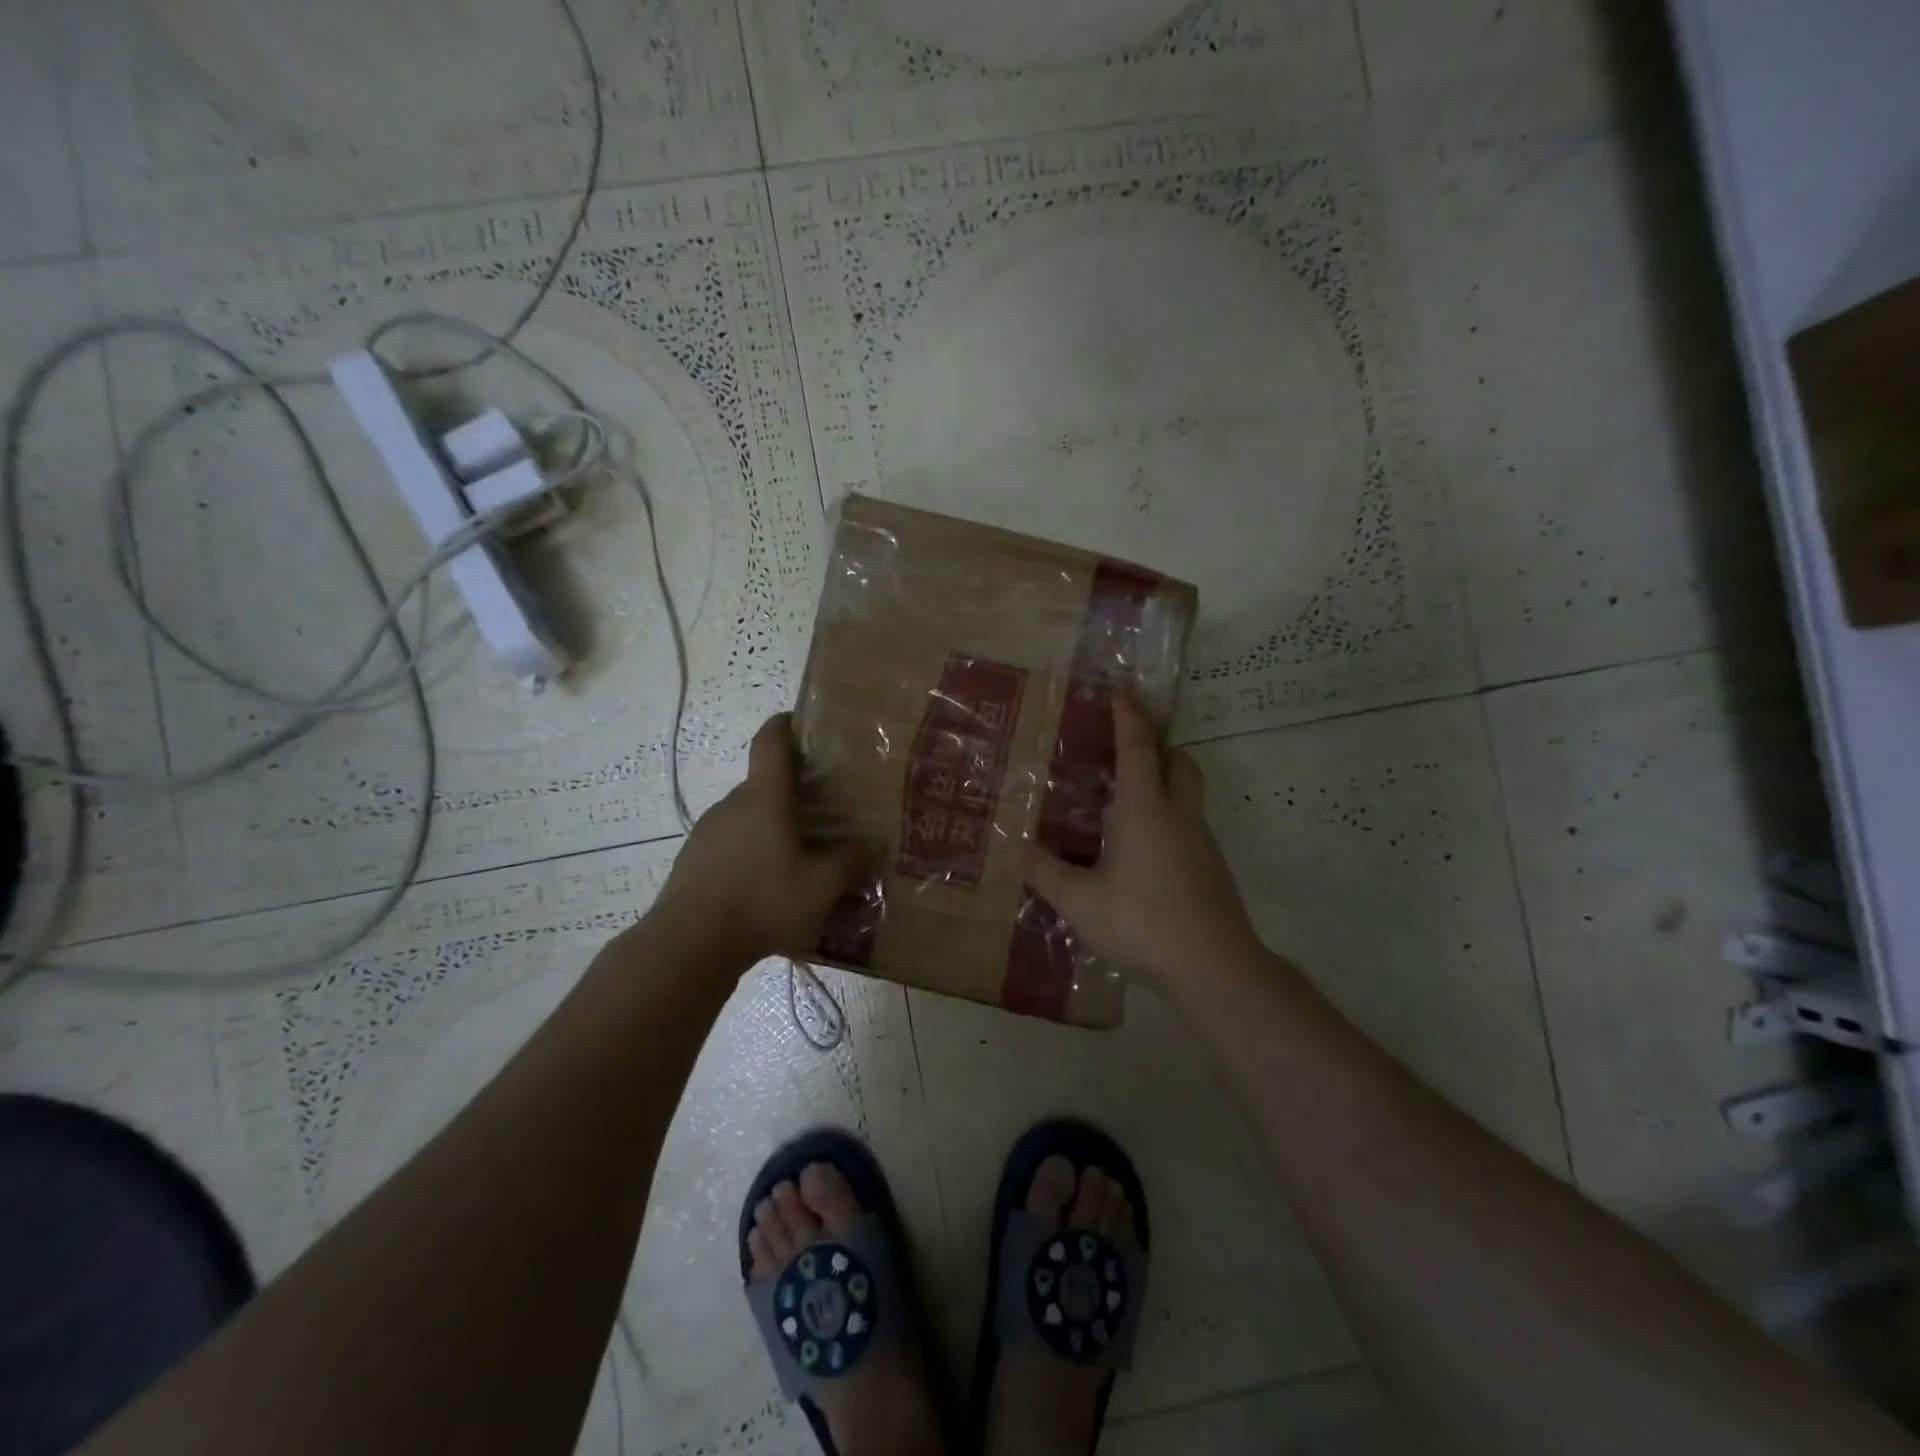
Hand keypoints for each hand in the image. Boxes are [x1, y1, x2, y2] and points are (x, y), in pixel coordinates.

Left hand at [652, 713, 869, 968]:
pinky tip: (766, 890)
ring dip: (771, 831)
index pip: (771, 740)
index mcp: (765, 796)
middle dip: (793, 795)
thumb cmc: (763, 900)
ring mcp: (707, 833)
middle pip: (764, 785)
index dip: (786, 724)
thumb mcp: (822, 886)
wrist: (688, 944)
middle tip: (824, 817)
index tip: (802, 722)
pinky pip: (730, 847)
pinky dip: (750, 856)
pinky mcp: (693, 862)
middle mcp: (733, 804)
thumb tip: (873, 847)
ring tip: (798, 861)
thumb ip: (852, 862)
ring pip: (747, 819)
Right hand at [1023, 695, 1262, 991]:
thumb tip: (1017, 849)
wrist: (1213, 967)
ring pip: (1187, 797)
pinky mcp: (1212, 870)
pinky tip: (1142, 858)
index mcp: (1144, 808)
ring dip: (1163, 788)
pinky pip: (1189, 829)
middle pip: (1180, 762)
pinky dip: (1168, 824)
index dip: (1128, 715)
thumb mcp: (1079, 901)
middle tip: (1125, 758)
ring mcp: (1201, 843)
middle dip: (1158, 749)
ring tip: (1123, 812)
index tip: (1119, 692)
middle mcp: (1178, 815)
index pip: (1137, 746)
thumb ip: (1045, 872)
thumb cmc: (1142, 922)